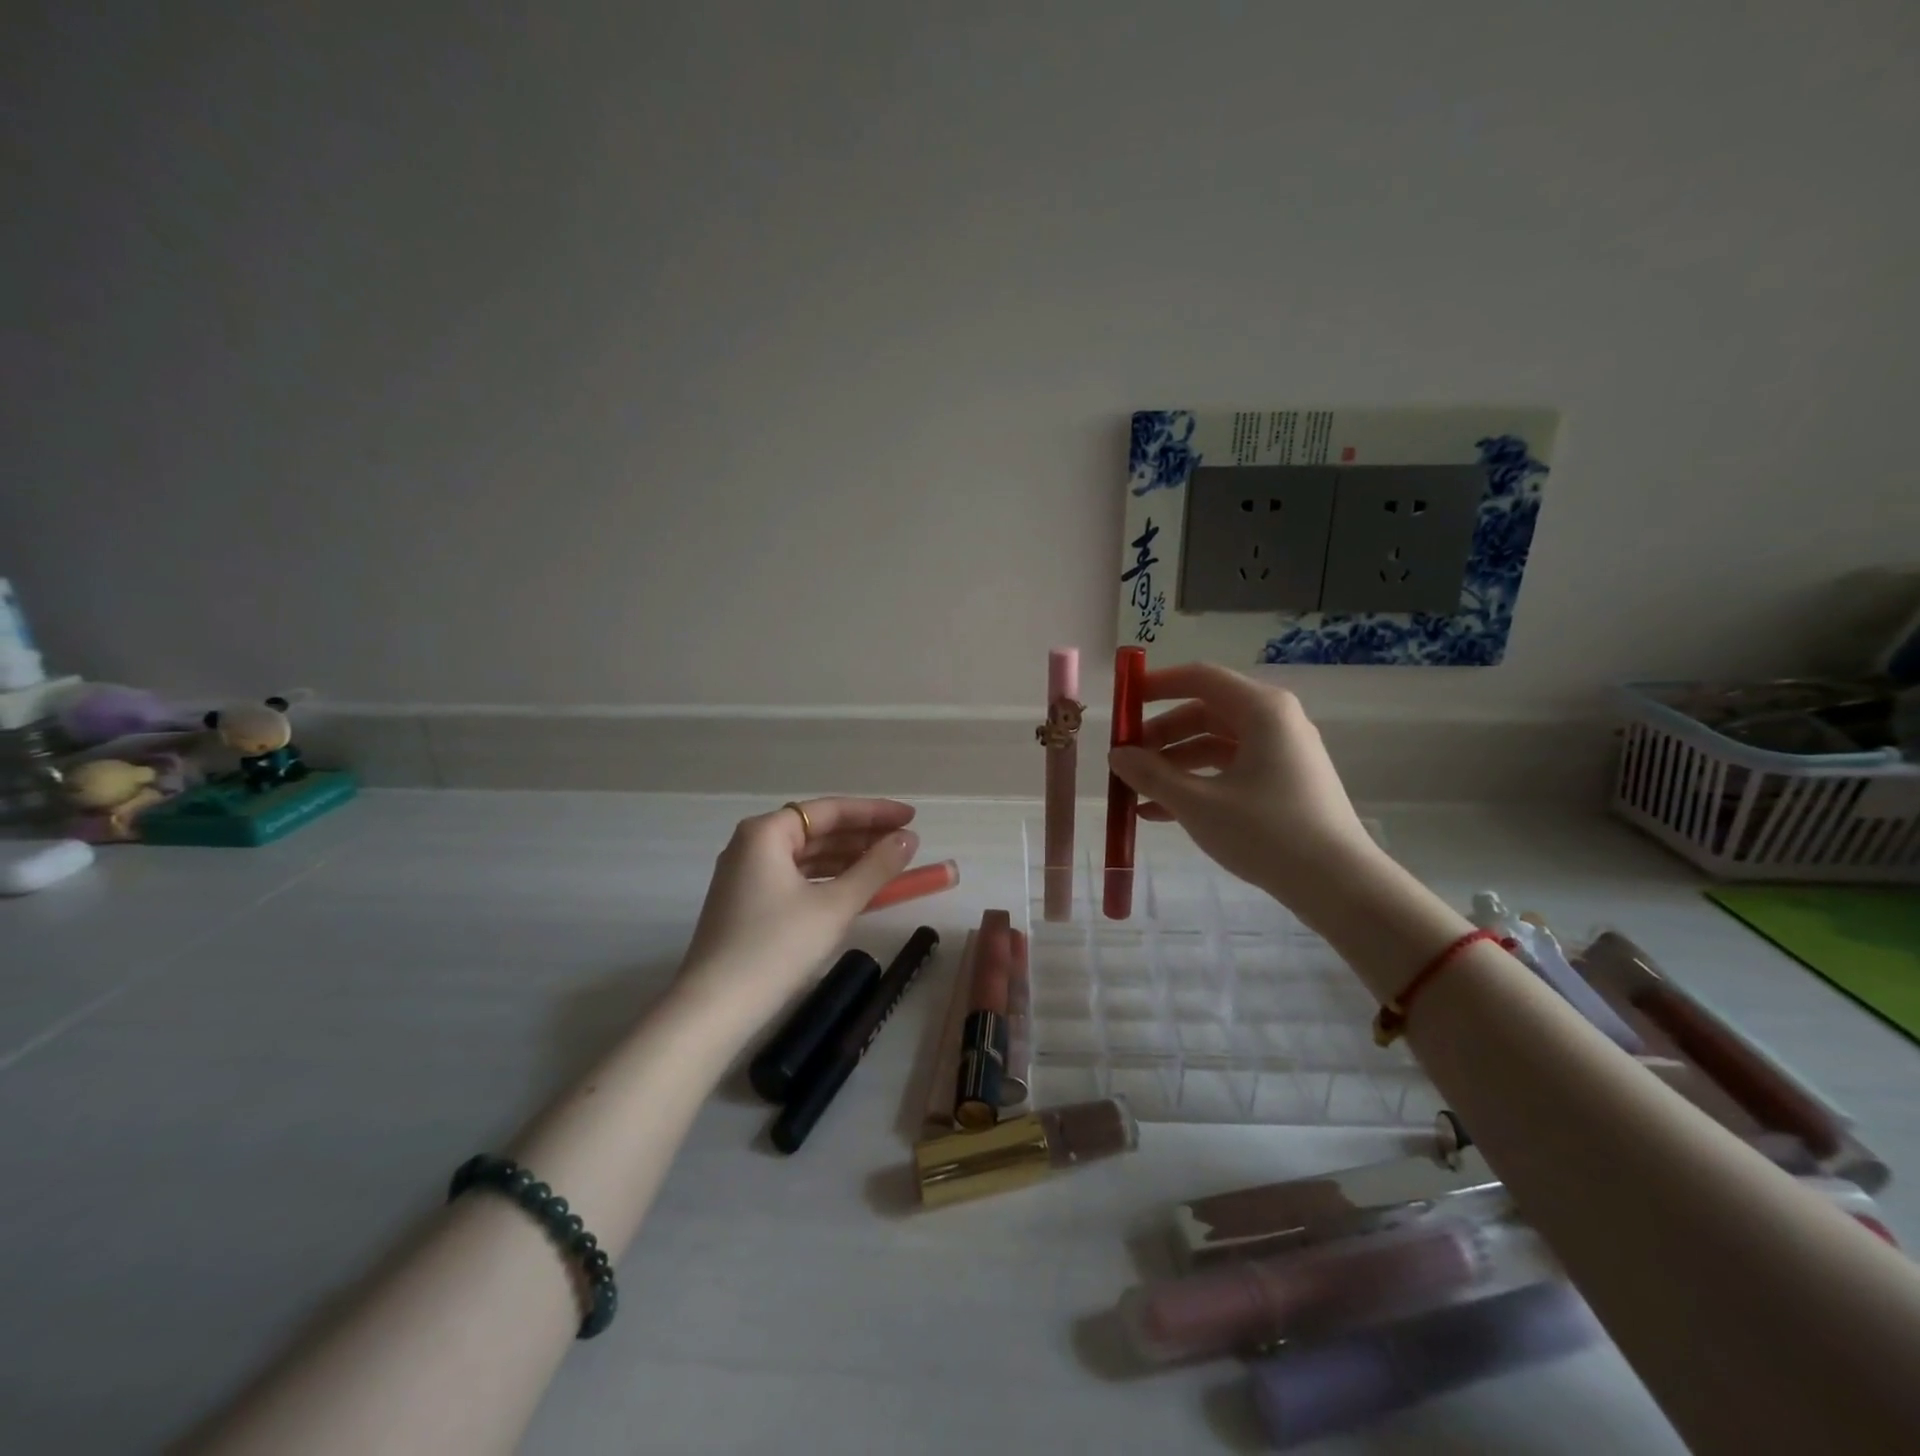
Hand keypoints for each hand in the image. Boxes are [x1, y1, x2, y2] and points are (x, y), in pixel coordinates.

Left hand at [675, 797, 918, 1033]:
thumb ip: (876, 868)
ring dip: (848, 860)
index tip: (911, 818)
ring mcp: (746, 875)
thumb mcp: (835, 905)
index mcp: (766, 832)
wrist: (714, 1008)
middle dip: (863, 837)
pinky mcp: (747, 903)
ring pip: (807, 856)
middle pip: (817, 830)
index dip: (875, 813)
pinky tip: (855, 891)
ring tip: (889, 867)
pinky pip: (796, 878)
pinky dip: (827, 881)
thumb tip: (908, 839)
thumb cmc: (777, 947)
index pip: (830, 810)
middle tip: (906, 844)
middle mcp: (752, 844)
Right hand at [1108, 663, 1380, 908]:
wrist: (1339, 885)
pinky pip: (1229, 771)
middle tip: (1125, 760)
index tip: (1122, 703)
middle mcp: (1274, 722)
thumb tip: (1116, 755)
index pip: (1200, 677)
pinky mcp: (1283, 784)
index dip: (1156, 685)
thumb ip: (1151, 775)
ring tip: (1135, 792)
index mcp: (1261, 710)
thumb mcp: (1198, 804)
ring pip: (1214, 746)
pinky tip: (1159, 814)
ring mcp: (1281, 754)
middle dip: (1160, 735)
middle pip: (1204, 712)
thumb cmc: (1266, 832)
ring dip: (1172, 765)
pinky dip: (1196, 784)